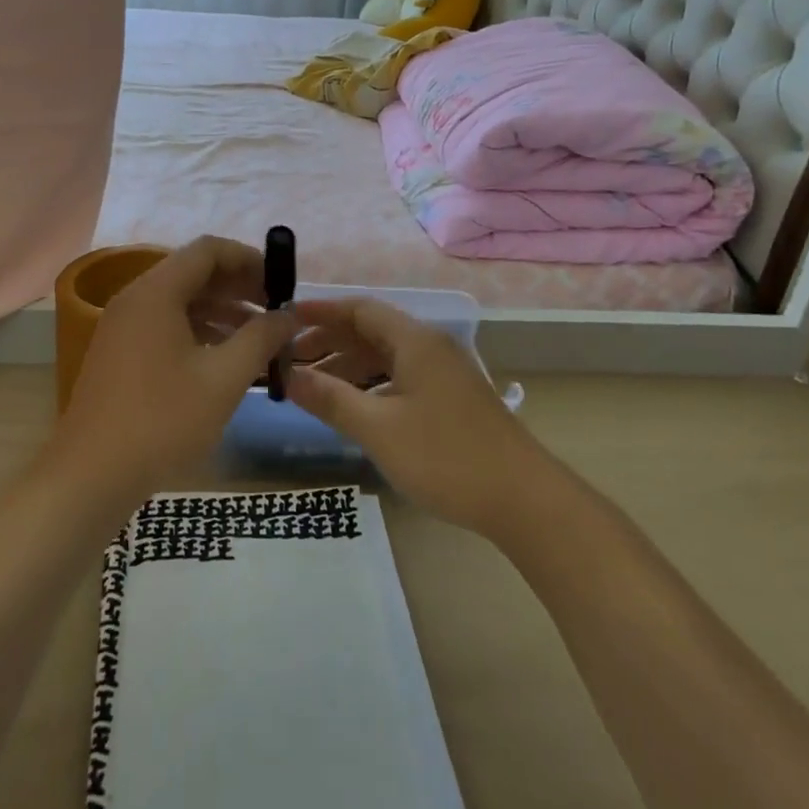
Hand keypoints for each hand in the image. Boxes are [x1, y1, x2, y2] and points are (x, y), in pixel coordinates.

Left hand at [52, 237, 295, 500]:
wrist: (91, 476)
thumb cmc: (163, 420)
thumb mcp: (224, 378)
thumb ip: (261, 338)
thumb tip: (288, 315)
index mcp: (156, 292)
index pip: (209, 250)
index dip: (250, 259)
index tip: (281, 285)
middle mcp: (135, 298)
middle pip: (194, 272)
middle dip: (239, 287)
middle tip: (275, 312)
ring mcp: (123, 326)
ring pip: (180, 301)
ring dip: (221, 311)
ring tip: (259, 338)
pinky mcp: (120, 353)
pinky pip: (165, 325)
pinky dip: (199, 331)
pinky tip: (225, 359)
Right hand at [288, 297, 544, 535]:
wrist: (523, 499)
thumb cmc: (444, 457)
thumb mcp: (378, 428)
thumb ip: (330, 398)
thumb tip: (288, 376)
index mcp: (415, 341)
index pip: (360, 309)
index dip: (321, 312)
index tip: (285, 319)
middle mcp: (430, 347)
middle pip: (372, 331)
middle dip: (330, 341)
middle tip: (291, 360)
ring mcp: (444, 373)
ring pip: (386, 356)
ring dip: (349, 365)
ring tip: (313, 385)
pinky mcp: (451, 399)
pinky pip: (401, 377)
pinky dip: (371, 384)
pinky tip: (354, 406)